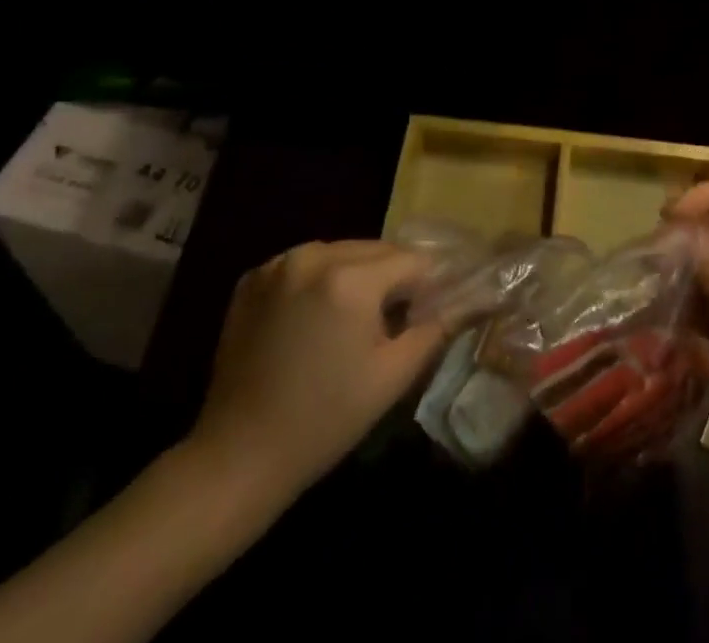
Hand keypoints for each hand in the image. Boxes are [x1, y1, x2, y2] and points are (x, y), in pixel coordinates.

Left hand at [186, 241, 446, 504]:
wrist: (238, 457)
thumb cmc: (325, 419)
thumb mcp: (392, 375)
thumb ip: (436, 328)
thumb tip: (470, 299)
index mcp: (350, 278)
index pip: (412, 260)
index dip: (428, 285)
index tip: (430, 311)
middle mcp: (313, 256)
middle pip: (376, 250)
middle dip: (392, 278)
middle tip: (397, 319)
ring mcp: (278, 264)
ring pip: (341, 253)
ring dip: (357, 275)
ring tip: (355, 320)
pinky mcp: (253, 279)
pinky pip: (305, 264)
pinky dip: (320, 280)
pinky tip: (316, 318)